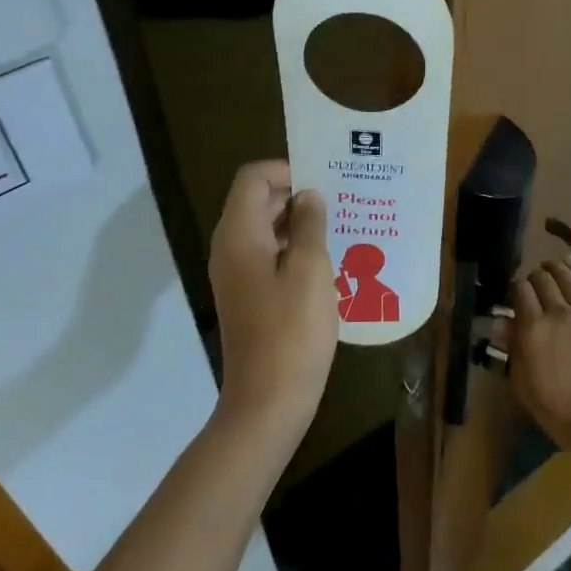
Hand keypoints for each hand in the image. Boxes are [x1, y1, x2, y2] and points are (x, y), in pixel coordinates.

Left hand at [209, 160, 338, 435]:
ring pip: (264, 230)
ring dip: (298, 224)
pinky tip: (328, 261)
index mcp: (239, 235)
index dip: (286, 170)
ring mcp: (236, 275)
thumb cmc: (292, 331)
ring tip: (340, 226)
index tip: (324, 179)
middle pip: (257, 202)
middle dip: (296, 195)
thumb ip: (310, 225)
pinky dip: (293, 250)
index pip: (252, 179)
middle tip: (341, 199)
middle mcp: (230, 249)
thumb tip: (308, 196)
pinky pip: (268, 257)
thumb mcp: (311, 270)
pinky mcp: (248, 297)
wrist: (268, 400)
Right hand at [506, 258, 570, 457]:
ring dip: (555, 269)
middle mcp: (559, 313)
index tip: (514, 295)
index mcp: (534, 331)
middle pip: (542, 280)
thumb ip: (514, 352)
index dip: (514, 288)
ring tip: (551, 268)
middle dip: (533, 277)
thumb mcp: (528, 391)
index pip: (519, 292)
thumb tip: (503, 324)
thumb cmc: (567, 415)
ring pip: (568, 276)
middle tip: (533, 285)